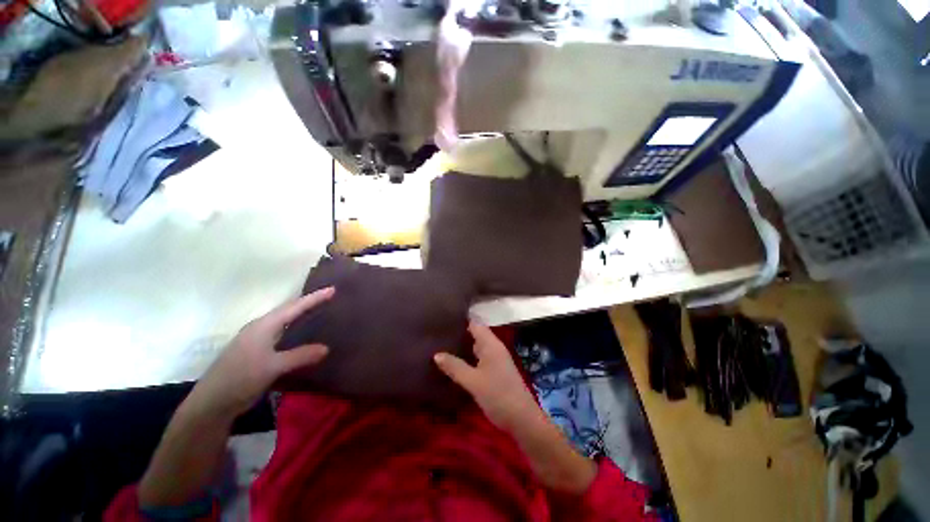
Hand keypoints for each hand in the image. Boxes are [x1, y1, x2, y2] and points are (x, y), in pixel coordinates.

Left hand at [190, 287, 334, 419]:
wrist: (212, 403)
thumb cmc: (241, 378)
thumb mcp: (273, 367)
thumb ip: (300, 356)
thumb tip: (327, 348)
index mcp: (264, 326)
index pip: (294, 307)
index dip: (314, 298)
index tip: (332, 289)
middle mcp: (260, 328)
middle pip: (288, 310)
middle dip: (307, 302)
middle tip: (327, 296)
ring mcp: (256, 339)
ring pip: (283, 321)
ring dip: (300, 314)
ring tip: (318, 310)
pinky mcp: (255, 351)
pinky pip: (280, 332)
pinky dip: (294, 328)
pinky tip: (300, 334)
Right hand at [434, 321, 541, 432]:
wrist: (522, 420)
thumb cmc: (497, 395)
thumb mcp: (473, 381)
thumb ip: (455, 366)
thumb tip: (436, 354)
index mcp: (491, 344)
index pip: (475, 323)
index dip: (461, 319)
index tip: (444, 318)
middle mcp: (494, 348)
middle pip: (476, 334)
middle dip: (459, 333)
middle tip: (438, 333)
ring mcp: (496, 360)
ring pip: (476, 347)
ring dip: (462, 346)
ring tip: (441, 345)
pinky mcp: (495, 371)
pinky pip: (479, 358)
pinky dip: (468, 357)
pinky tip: (455, 363)